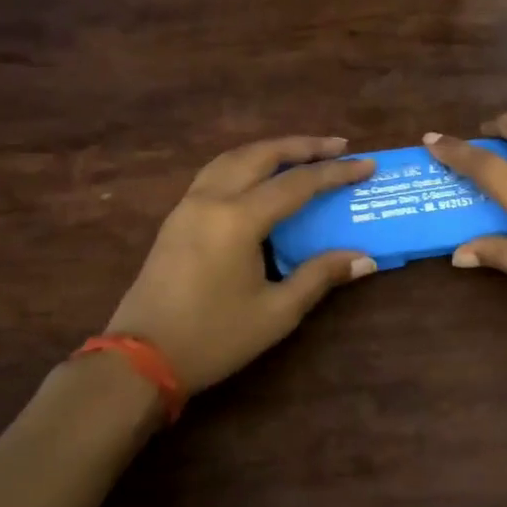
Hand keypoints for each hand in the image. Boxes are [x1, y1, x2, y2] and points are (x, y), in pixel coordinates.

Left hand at [104, 136, 377, 392]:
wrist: (139, 360)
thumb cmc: (213, 338)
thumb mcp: (276, 313)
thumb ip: (319, 276)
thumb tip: (365, 258)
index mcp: (238, 219)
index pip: (297, 184)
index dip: (335, 173)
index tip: (367, 166)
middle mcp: (211, 199)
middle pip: (261, 154)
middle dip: (303, 145)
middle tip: (338, 146)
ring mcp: (188, 205)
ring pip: (233, 157)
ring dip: (270, 149)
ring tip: (301, 152)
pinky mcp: (175, 217)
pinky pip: (215, 171)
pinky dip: (245, 162)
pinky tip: (258, 175)